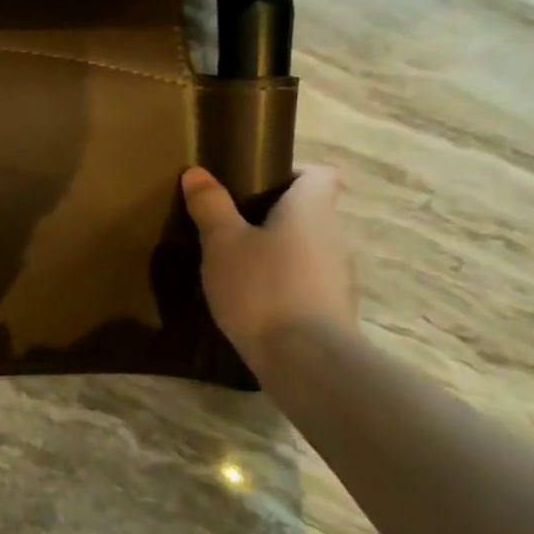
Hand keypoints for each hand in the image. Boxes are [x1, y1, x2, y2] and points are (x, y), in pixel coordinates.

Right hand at [181, 164, 358, 373]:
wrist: (306, 360)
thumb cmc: (262, 287)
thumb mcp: (222, 242)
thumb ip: (210, 206)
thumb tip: (197, 172)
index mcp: (311, 209)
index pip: (321, 174)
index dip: (293, 172)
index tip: (256, 182)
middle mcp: (333, 235)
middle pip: (310, 211)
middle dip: (273, 213)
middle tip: (229, 222)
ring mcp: (337, 274)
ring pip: (305, 247)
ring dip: (276, 249)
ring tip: (234, 261)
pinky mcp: (331, 307)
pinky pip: (304, 279)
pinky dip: (281, 280)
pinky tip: (250, 296)